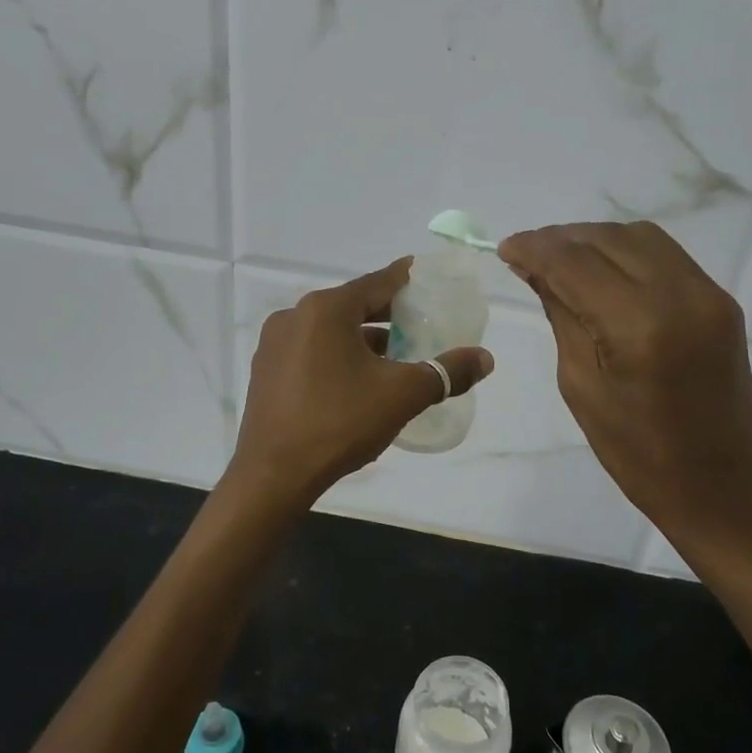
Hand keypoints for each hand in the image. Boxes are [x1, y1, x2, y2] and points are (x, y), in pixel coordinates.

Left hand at [231, 258, 494, 506]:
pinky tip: (358, 381)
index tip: (426, 277)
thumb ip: (446, 372)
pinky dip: (338, 355)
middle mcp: (295, 316)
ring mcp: (275, 344)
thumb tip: (485, 359)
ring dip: (363, 339)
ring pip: (331, 330)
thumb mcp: (402, 395)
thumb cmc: (340, 422)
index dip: (406, 279)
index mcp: (326, 309)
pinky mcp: (266, 372)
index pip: (377, 282)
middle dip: (388, 314)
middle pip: (353, 305)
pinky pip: (311, 351)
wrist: (273, 475)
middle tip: (420, 322)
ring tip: (396, 357)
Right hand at [499, 222, 751, 553]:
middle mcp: (680, 295)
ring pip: (639, 237)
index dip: (535, 248)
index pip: (575, 263)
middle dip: (561, 239)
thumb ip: (562, 315)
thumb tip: (536, 268)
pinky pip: (665, 255)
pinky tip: (602, 271)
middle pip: (608, 239)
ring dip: (594, 240)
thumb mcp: (582, 386)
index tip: (505, 248)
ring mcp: (708, 294)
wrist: (721, 487)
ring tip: (561, 260)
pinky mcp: (721, 300)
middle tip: (527, 255)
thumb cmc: (638, 455)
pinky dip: (626, 252)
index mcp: (640, 327)